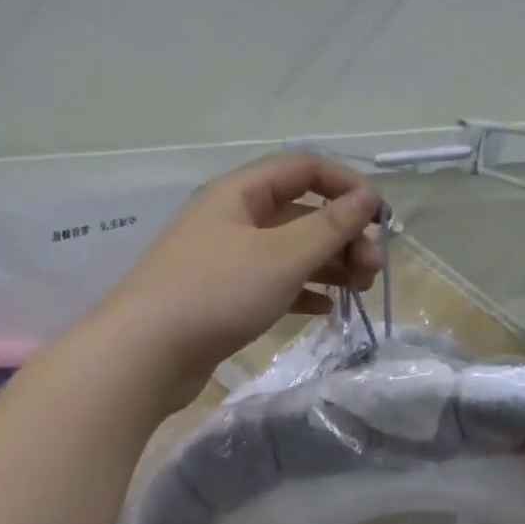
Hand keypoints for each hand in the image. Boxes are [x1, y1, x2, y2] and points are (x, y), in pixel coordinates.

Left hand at [94, 153, 382, 408]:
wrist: (145, 354)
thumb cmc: (216, 293)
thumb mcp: (282, 256)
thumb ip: (329, 227)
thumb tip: (367, 199)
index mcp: (239, 193)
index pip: (303, 169)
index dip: (345, 185)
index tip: (380, 218)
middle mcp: (231, 219)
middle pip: (299, 212)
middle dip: (342, 235)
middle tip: (373, 269)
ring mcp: (224, 259)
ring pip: (288, 250)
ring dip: (327, 264)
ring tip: (359, 290)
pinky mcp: (221, 296)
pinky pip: (271, 283)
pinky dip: (301, 291)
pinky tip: (325, 309)